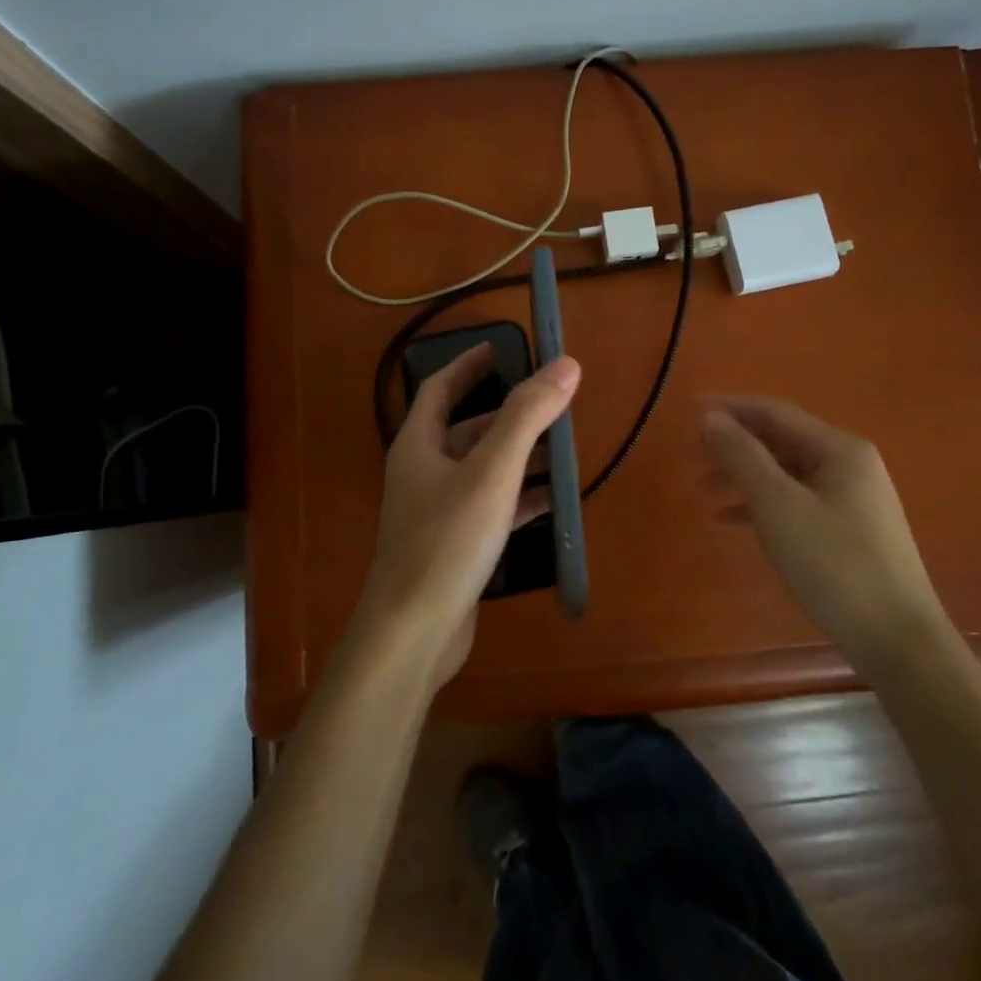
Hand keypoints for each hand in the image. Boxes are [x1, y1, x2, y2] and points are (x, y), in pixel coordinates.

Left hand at [356, 343, 581, 685]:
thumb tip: (565, 365)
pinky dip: (520, 498)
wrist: (413, 633)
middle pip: (469, 430)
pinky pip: (492, 507)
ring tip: (566, 451)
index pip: (440, 388)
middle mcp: (424, 471)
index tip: (503, 347)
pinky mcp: (454, 544)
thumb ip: (527, 417)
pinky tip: (555, 502)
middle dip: (511, 416)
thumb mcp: (492, 472)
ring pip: (484, 470)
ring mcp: (438, 511)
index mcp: (419, 444)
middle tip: (554, 405)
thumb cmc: (446, 541)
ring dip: (521, 458)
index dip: (469, 364)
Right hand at [702, 396, 945, 672]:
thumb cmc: (835, 564)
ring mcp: (850, 500)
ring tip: (701, 487)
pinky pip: (794, 503)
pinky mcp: (846, 532)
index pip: (775, 413)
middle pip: (779, 441)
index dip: (730, 409)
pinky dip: (760, 505)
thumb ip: (743, 456)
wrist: (897, 641)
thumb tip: (711, 418)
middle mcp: (848, 465)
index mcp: (839, 449)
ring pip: (784, 474)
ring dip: (742, 476)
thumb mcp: (779, 505)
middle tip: (689, 454)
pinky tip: (729, 520)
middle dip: (733, 445)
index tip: (688, 412)